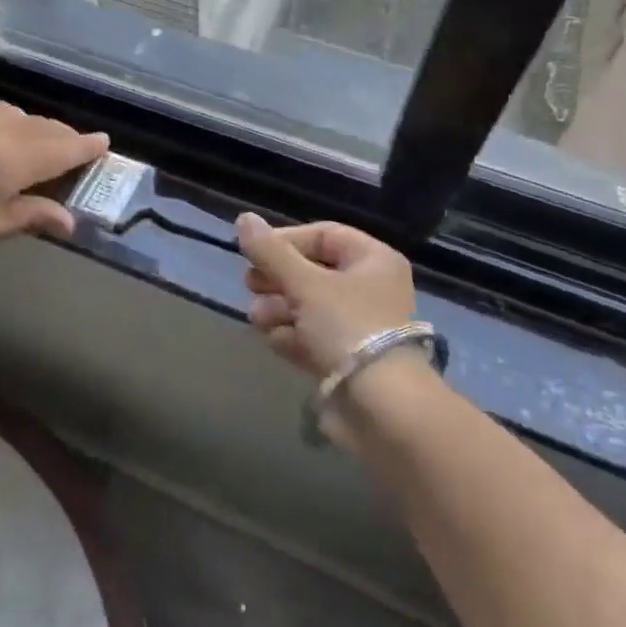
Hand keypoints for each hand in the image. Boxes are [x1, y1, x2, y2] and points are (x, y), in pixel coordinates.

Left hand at [0, 100, 108, 290]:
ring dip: (32, 126)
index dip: (85, 147)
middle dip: (62, 137)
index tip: (104, 143)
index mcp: (5, 162)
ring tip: (37, 144)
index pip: (59, 149)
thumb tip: (69, 219)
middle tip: (76, 149)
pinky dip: (1, 119)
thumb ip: (28, 216)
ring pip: (12, 112)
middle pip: (40, 126)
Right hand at [235, 213, 415, 378]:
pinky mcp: (347, 359)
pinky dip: (291, 336)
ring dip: (278, 308)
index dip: (286, 240)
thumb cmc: (348, 328)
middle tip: (248, 284)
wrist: (382, 408)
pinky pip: (312, 337)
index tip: (254, 253)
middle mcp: (370, 288)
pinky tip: (273, 340)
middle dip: (278, 278)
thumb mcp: (305, 284)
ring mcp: (359, 326)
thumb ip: (271, 253)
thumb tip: (243, 218)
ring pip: (309, 306)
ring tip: (256, 317)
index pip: (324, 235)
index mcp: (373, 260)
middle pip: (313, 271)